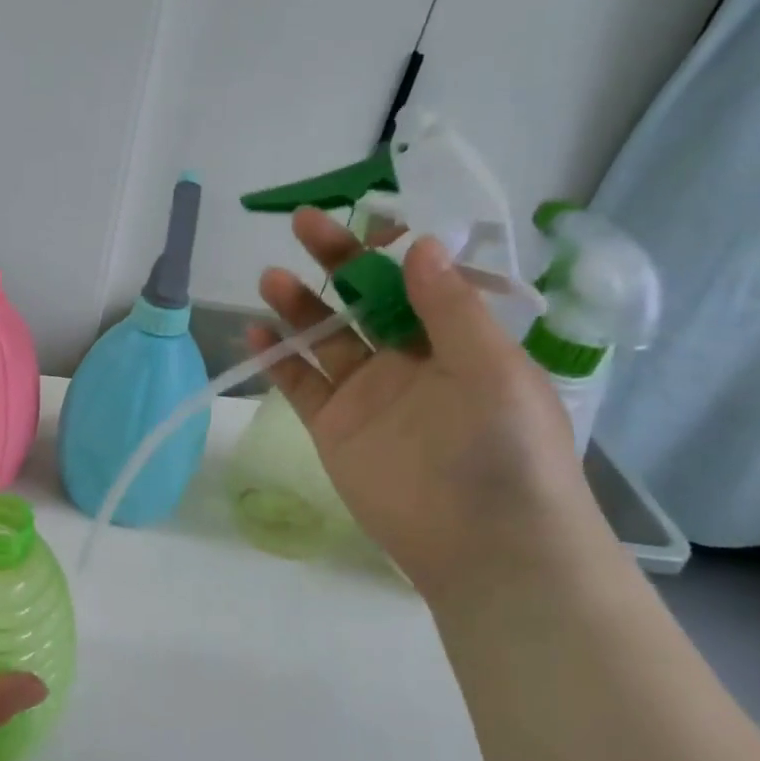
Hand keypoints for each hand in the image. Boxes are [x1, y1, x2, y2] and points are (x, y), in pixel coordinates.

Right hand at [252, 209, 601, 601]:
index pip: (417, 279)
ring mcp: (366, 393)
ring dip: (299, 305)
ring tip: (269, 277)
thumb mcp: (493, 367)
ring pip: (324, 337)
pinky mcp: (332, 426)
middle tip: (303, 224)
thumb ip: (450, 308)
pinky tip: (254, 331)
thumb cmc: (504, 448)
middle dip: (336, 261)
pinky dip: (276, 357)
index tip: (364, 217)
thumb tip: (420, 243)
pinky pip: (298, 384)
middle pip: (363, 300)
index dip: (390, 248)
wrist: (482, 543)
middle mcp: (408, 359)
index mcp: (456, 340)